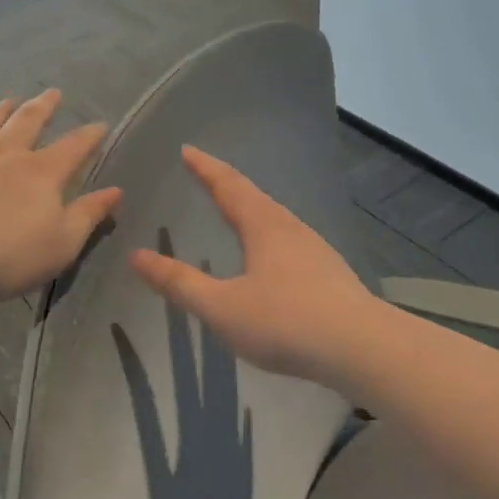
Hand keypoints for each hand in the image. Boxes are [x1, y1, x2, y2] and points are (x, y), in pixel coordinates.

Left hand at [0, 90, 120, 303]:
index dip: (89, 135)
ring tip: (5, 103)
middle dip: (43, 107)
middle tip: (52, 93)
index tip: (99, 124)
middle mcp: (2, 156)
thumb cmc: (7, 256)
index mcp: (40, 173)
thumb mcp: (62, 243)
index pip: (72, 147)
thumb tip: (115, 191)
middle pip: (26, 122)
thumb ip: (88, 215)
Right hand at [129, 147, 378, 384]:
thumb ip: (180, 283)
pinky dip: (268, 233)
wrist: (361, 347)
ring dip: (251, 208)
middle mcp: (290, 228)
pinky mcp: (330, 272)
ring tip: (235, 210)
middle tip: (205, 175)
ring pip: (275, 217)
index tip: (187, 150)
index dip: (205, 167)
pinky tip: (271, 256)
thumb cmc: (284, 322)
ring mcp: (315, 249)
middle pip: (254, 196)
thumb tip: (137, 256)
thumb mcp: (221, 307)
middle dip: (227, 183)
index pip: (228, 185)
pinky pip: (289, 240)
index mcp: (263, 226)